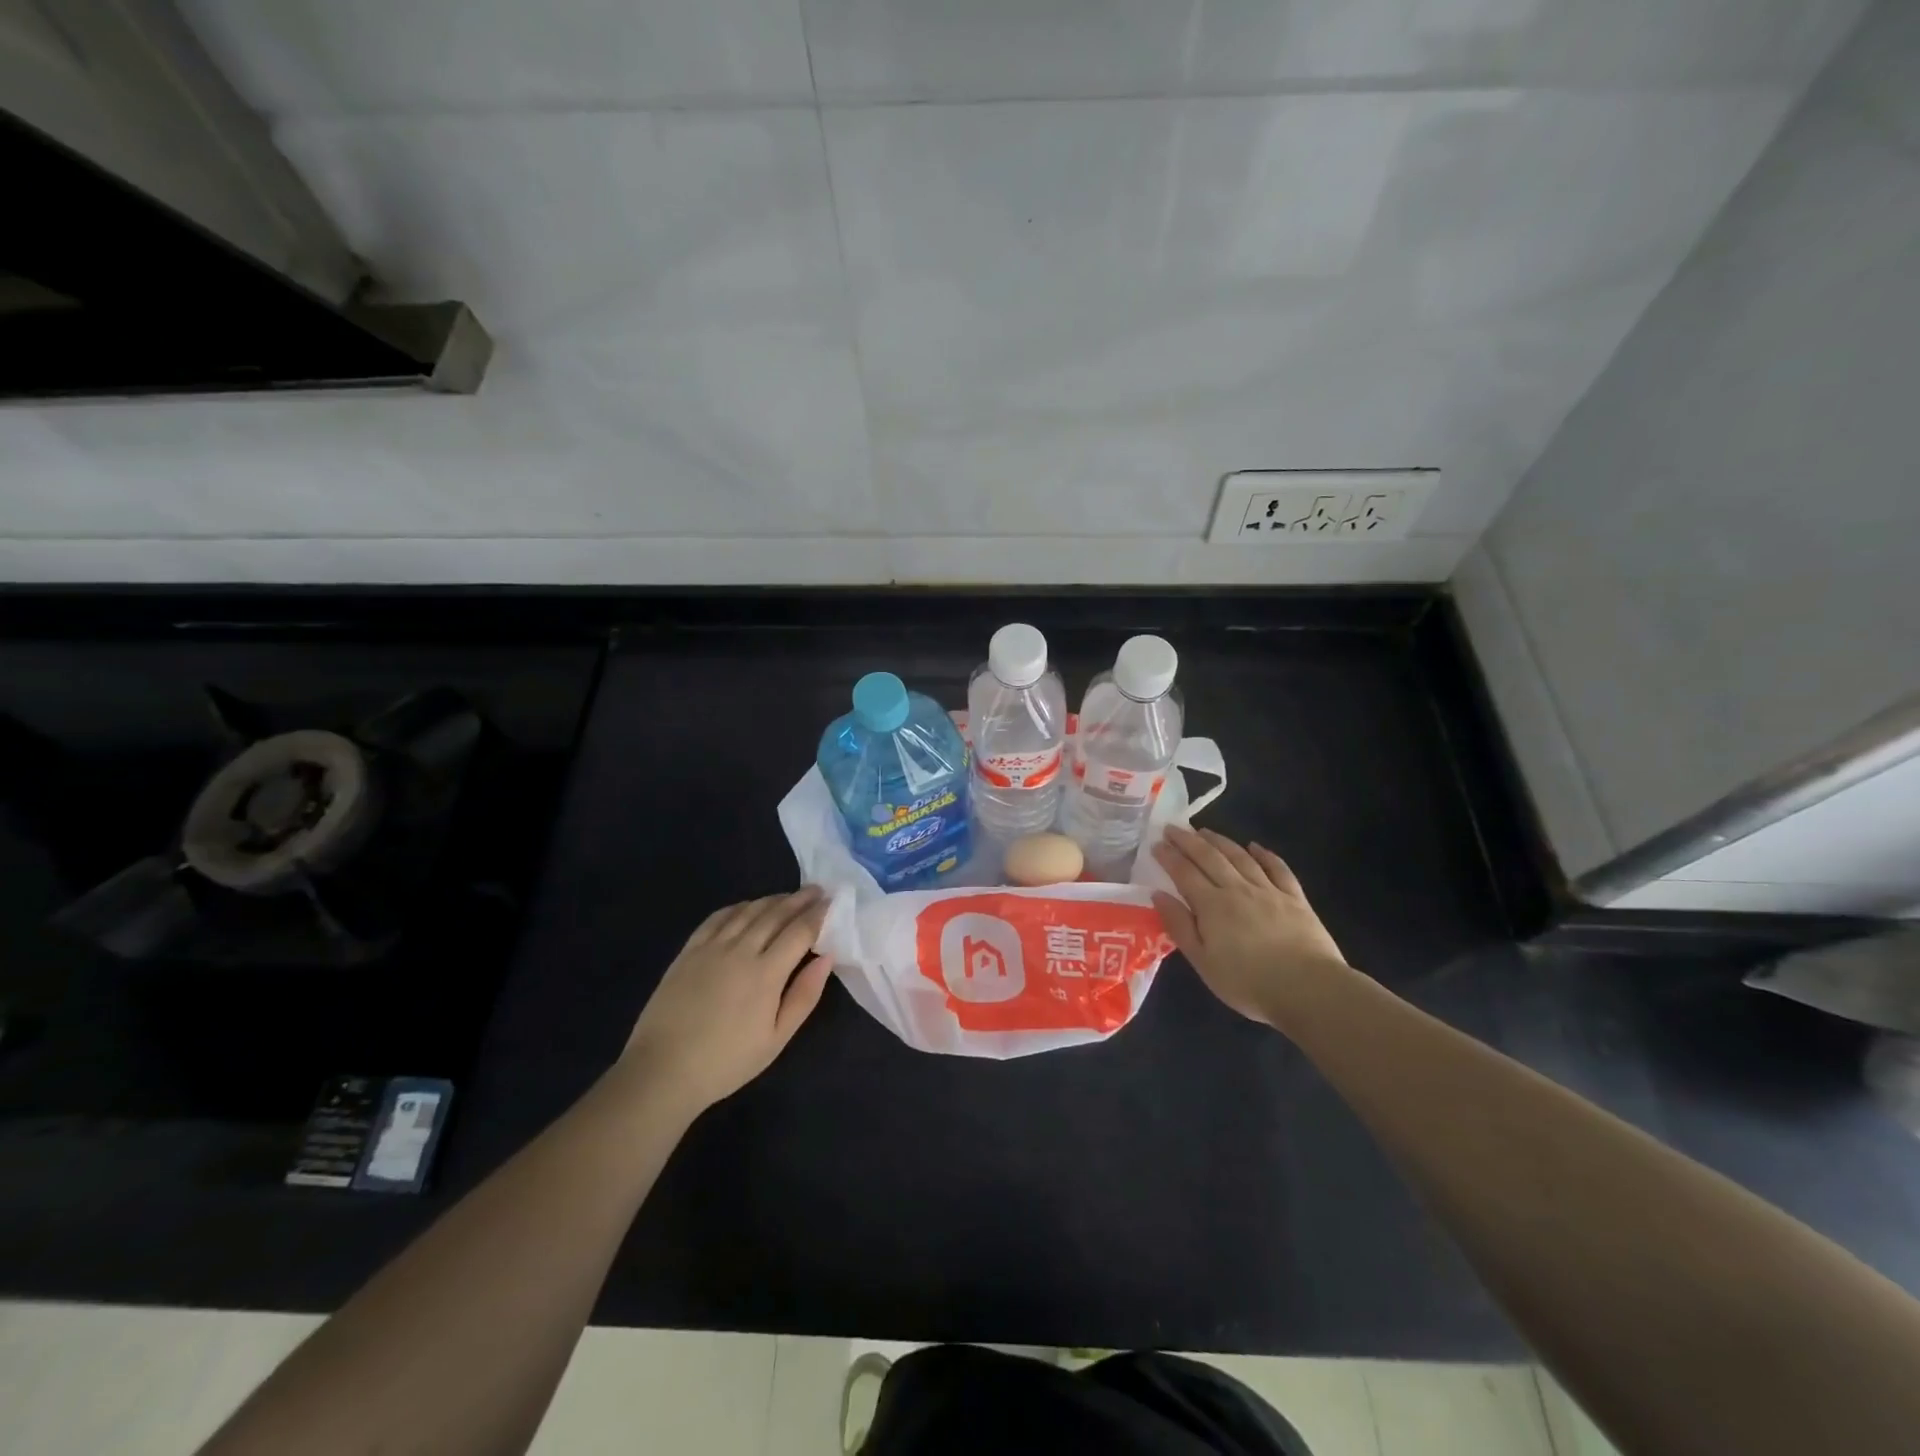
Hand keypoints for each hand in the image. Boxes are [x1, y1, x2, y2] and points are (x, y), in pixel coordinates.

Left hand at [621, 886, 833, 1114]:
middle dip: (800, 899)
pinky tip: (747, 907)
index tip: (833, 902)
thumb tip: (827, 958)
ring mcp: (711, 947)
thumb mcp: (776, 1039)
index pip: (800, 931)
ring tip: (789, 896)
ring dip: (773, 899)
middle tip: (818, 890)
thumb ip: (804, 995)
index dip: (819, 914)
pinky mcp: (689, 951)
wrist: (663, 1071)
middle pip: (776, 914)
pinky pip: (718, 917)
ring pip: (748, 911)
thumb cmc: (727, 1061)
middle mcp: (740, 950)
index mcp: (766, 973)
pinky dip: (739, 907)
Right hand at [1152, 827, 1347, 1026]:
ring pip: (1240, 857)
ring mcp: (1269, 890)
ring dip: (1220, 840)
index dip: (1169, 856)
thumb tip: (1158, 894)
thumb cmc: (1248, 982)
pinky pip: (1278, 868)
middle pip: (1209, 857)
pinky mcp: (1295, 898)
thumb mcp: (1203, 962)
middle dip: (1188, 841)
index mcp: (1212, 905)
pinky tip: (1255, 846)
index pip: (1184, 872)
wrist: (1309, 988)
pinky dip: (1265, 854)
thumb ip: (1180, 926)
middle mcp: (1238, 889)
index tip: (1156, 843)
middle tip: (1173, 828)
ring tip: (1204, 831)